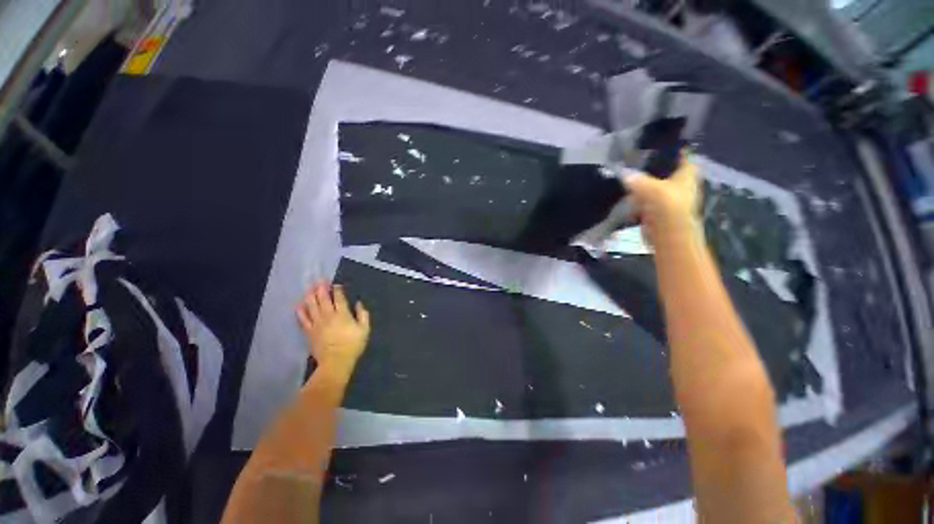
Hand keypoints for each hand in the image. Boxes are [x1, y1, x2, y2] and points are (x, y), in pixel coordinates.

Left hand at [296, 282, 370, 372]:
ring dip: (310, 295)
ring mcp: (317, 323)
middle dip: (321, 288)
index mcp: (343, 314)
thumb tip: (358, 303)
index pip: (339, 298)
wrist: (335, 362)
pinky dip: (300, 311)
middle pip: (323, 298)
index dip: (337, 289)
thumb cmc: (353, 345)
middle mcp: (328, 315)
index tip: (336, 284)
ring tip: (309, 288)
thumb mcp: (365, 329)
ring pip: (312, 305)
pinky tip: (299, 304)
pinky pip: (303, 319)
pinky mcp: (309, 331)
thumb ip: (363, 314)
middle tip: (320, 280)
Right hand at [622, 151, 701, 245]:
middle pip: (667, 172)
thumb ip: (635, 179)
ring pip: (655, 187)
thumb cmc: (665, 204)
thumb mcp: (648, 186)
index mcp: (687, 174)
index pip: (683, 156)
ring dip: (643, 186)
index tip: (658, 146)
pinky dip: (638, 201)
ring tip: (627, 179)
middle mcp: (682, 184)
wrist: (667, 233)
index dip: (673, 150)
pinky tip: (627, 198)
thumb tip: (624, 173)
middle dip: (653, 169)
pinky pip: (647, 202)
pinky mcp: (660, 211)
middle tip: (636, 162)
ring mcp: (670, 199)